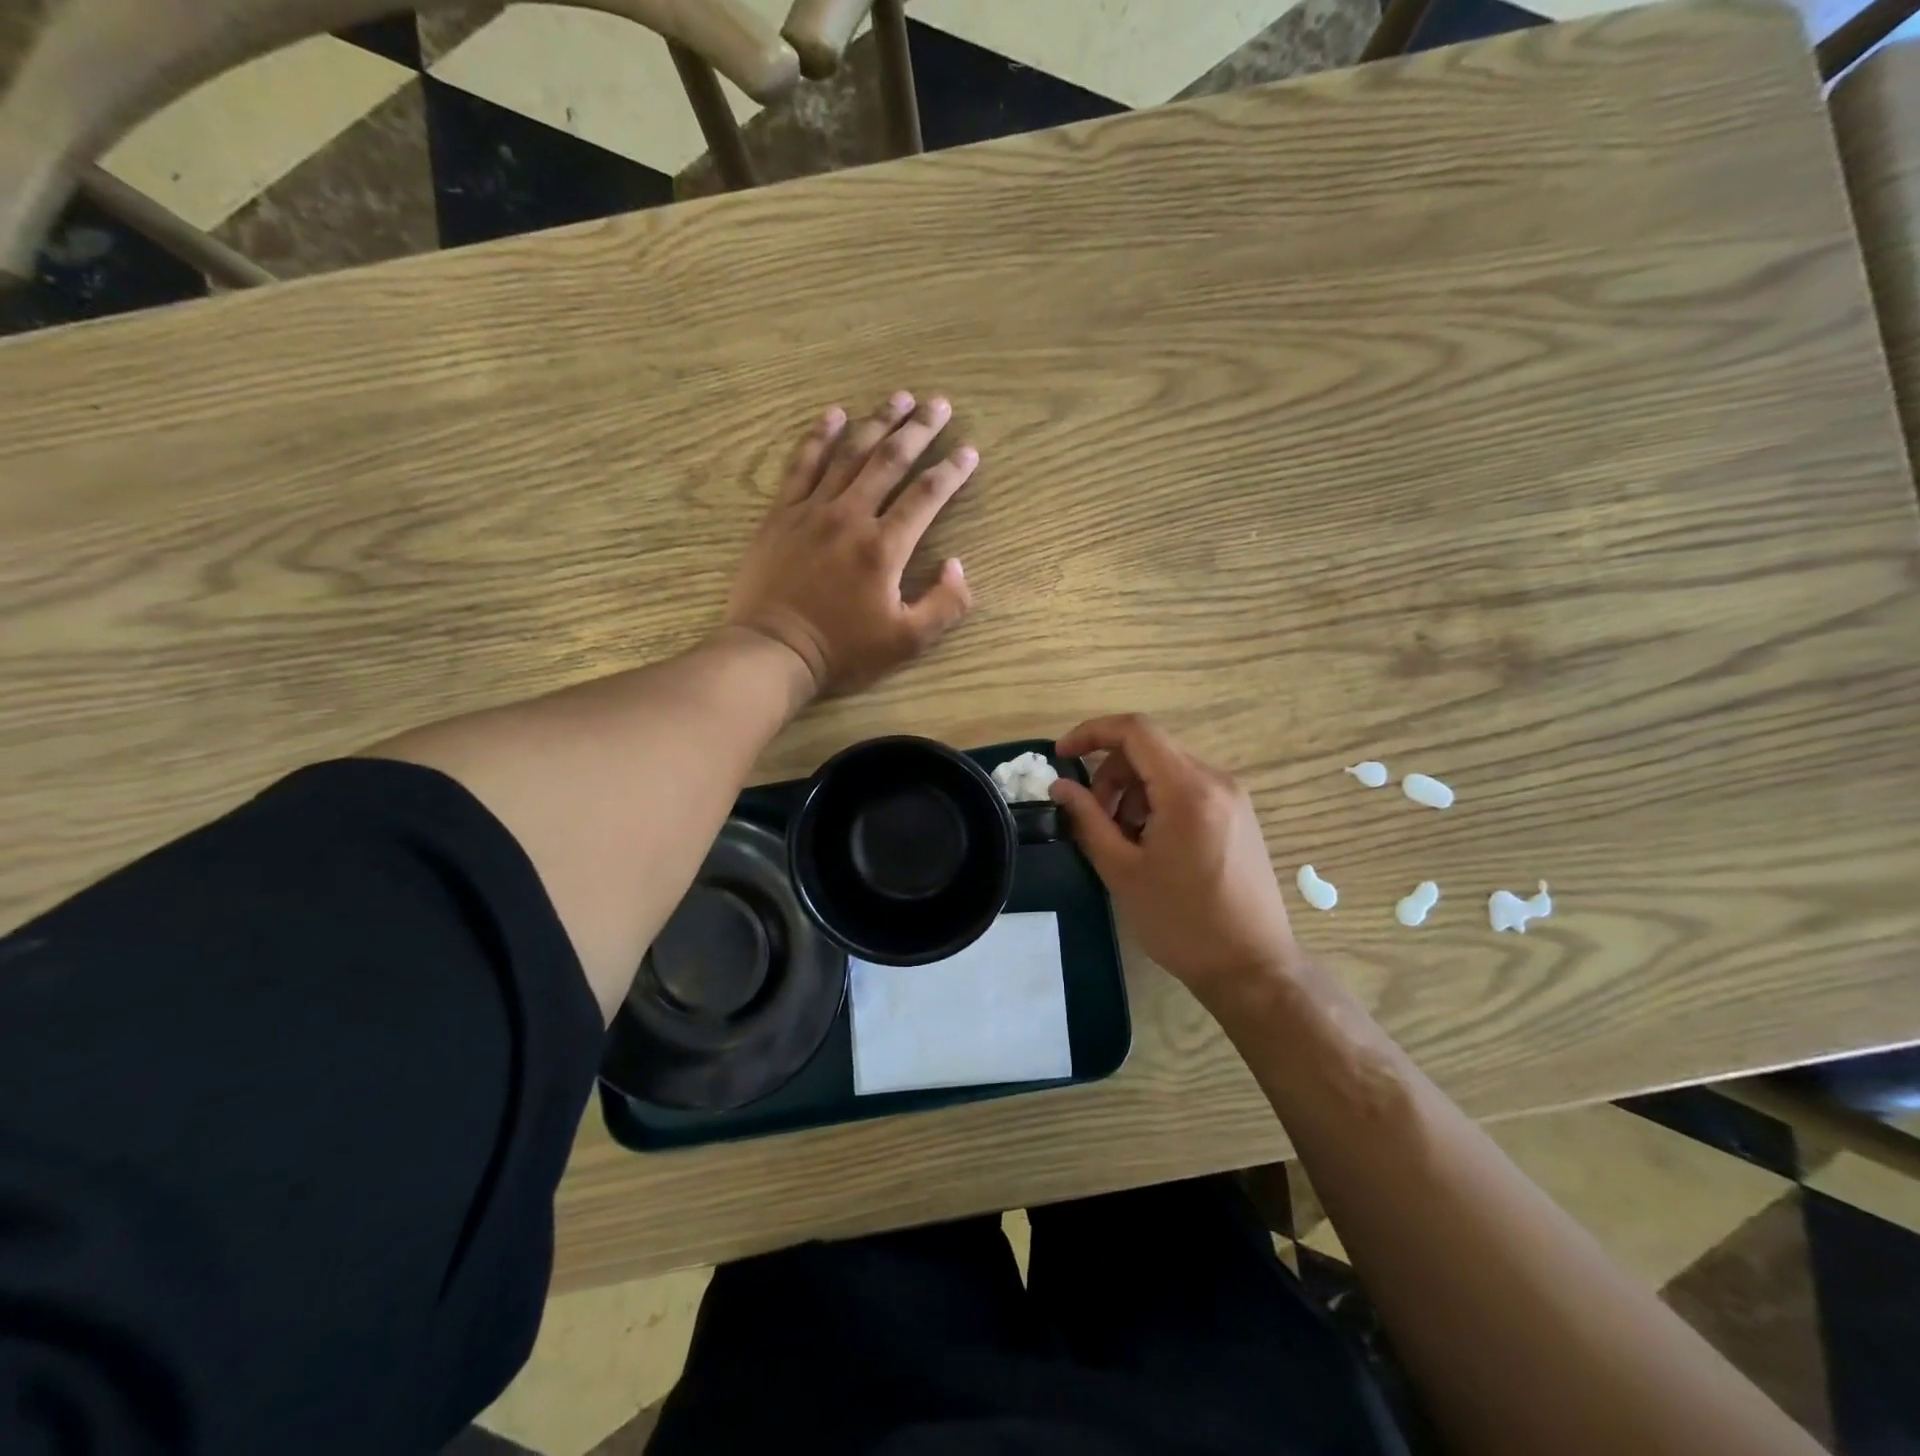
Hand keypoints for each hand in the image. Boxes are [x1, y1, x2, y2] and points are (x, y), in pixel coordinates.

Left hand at [726, 393, 977, 696]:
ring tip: (899, 398)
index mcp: (884, 547)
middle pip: (890, 460)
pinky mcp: (781, 514)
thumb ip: (944, 605)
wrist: (773, 650)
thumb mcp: (907, 641)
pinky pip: (802, 464)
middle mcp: (850, 516)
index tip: (969, 452)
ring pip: (849, 454)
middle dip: (919, 429)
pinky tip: (833, 414)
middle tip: (939, 404)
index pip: (927, 496)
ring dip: (877, 422)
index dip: (952, 471)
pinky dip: (818, 436)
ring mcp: (812, 510)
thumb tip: (958, 566)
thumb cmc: (843, 650)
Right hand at [1049, 714, 1300, 999]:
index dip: (1091, 733)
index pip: (1135, 730)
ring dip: (1133, 792)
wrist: (1252, 968)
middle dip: (1111, 776)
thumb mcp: (1123, 871)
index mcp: (1189, 789)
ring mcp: (1233, 797)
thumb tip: (1061, 787)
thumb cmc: (1182, 922)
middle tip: (1095, 821)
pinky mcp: (1239, 815)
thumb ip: (1088, 820)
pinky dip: (1158, 802)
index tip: (1061, 758)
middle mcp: (1216, 781)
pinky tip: (1152, 845)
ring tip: (1124, 841)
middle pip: (1149, 750)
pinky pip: (1188, 789)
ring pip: (1167, 770)